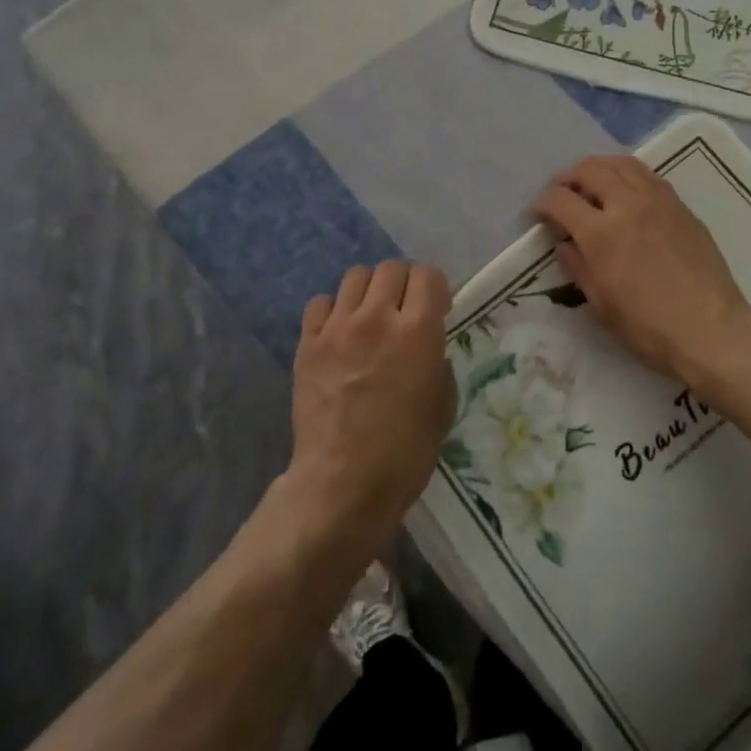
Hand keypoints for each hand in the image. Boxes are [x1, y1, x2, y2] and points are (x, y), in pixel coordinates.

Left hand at [288, 260, 454, 537]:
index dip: (435, 287)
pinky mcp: (308, 343)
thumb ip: (436, 359)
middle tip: (403, 310)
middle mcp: (377, 317)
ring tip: (370, 317)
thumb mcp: (442, 403)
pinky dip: (334, 310)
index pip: (427, 274)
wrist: (344, 482)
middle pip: (391, 268)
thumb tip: (426, 345)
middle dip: (403, 284)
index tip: (436, 308)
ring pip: (355, 276)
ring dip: (369, 291)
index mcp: (418, 331)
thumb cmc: (405, 451)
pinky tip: (339, 334)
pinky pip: (321, 303)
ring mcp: (338, 328)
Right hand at [533, 156, 750, 387]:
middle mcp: (628, 205)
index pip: (561, 200)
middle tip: (562, 190)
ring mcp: (658, 201)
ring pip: (622, 164)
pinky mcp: (681, 207)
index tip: (540, 213)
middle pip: (591, 170)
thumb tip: (565, 244)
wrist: (710, 329)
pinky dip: (628, 174)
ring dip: (600, 167)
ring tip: (592, 181)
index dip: (544, 203)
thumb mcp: (601, 304)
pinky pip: (648, 176)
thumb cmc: (648, 326)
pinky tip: (626, 190)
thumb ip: (578, 266)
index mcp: (601, 233)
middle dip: (569, 176)